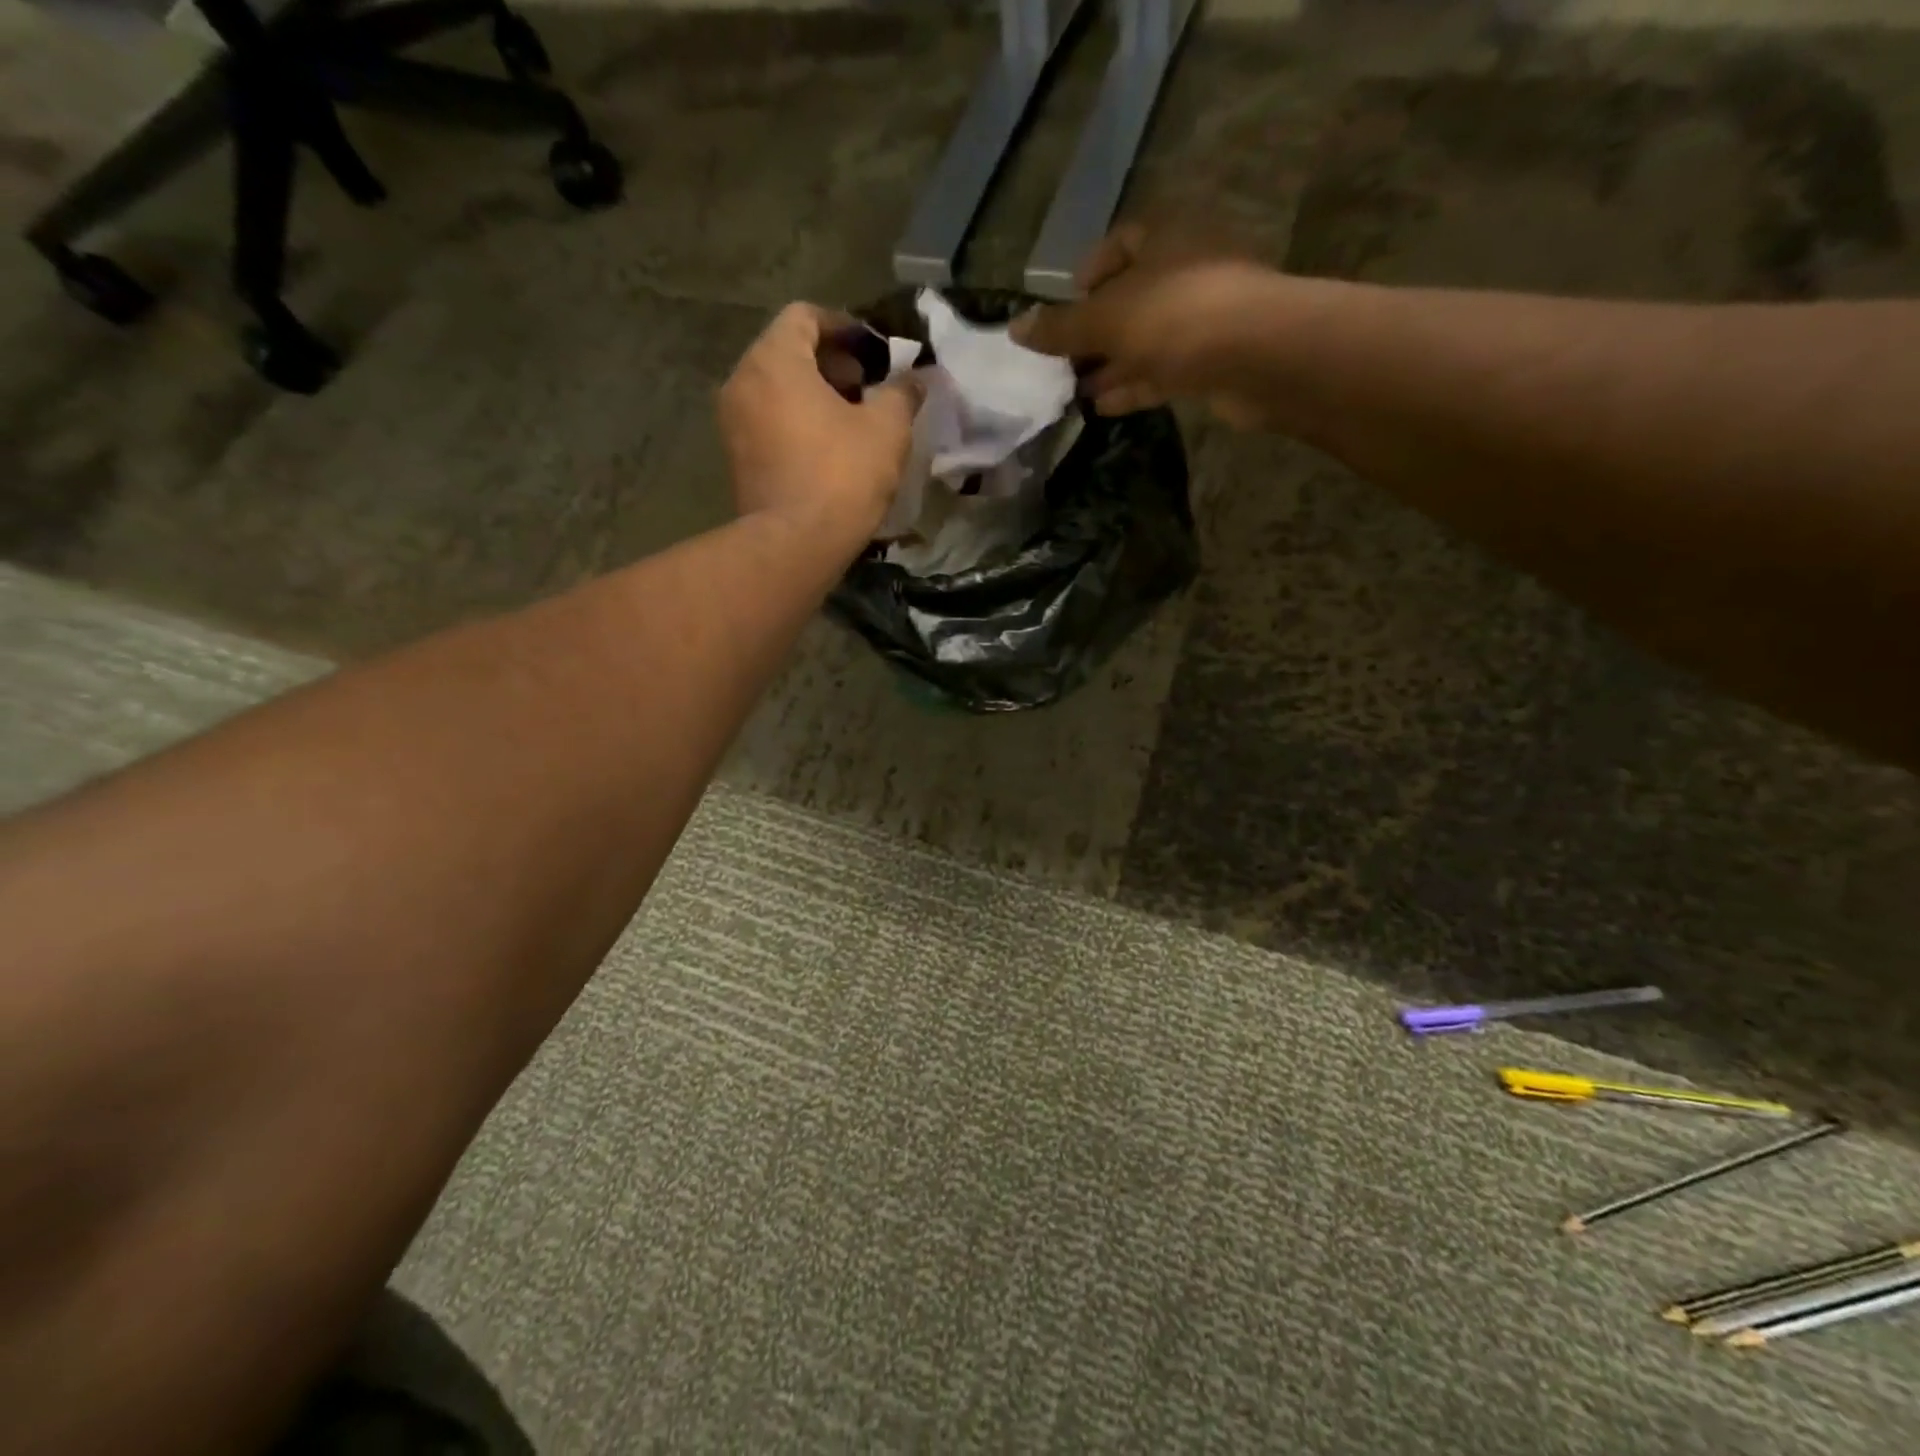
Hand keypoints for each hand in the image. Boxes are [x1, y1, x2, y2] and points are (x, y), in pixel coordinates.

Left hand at [718, 302, 923, 543]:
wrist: (794, 546)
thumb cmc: (841, 476)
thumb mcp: (887, 429)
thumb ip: (902, 393)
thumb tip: (917, 378)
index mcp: (774, 360)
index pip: (805, 316)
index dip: (844, 326)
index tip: (875, 351)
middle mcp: (742, 381)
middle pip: (787, 352)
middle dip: (831, 364)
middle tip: (868, 387)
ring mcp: (733, 423)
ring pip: (777, 389)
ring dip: (815, 395)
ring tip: (853, 422)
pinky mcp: (737, 459)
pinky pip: (768, 421)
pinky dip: (796, 422)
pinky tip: (829, 450)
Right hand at [1011, 225, 1280, 425]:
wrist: (1256, 355)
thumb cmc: (1175, 316)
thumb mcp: (1105, 319)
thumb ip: (1060, 328)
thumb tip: (1014, 328)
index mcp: (1164, 238)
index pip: (1121, 241)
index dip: (1091, 272)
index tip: (1068, 304)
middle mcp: (1185, 270)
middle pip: (1131, 296)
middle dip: (1095, 330)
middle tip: (1062, 360)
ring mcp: (1203, 317)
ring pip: (1145, 339)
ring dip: (1110, 364)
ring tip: (1074, 390)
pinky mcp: (1212, 360)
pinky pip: (1163, 370)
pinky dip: (1133, 386)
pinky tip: (1102, 407)